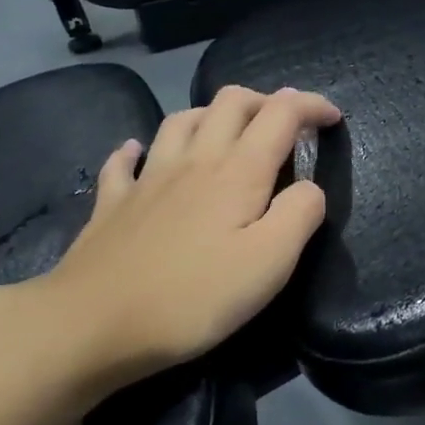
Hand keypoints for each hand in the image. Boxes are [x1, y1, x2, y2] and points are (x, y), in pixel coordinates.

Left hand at [18, 85, 340, 397]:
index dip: (311, 106)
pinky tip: (140, 153)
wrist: (91, 324)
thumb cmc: (193, 296)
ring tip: (229, 132)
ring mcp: (148, 178)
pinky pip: (125, 161)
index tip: (333, 118)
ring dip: (214, 114)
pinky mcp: (113, 203)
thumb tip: (310, 188)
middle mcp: (195, 159)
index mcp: (238, 171)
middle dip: (266, 100)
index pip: (282, 113)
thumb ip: (301, 214)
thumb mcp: (270, 262)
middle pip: (231, 101)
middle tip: (287, 125)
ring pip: (183, 119)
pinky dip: (139, 149)